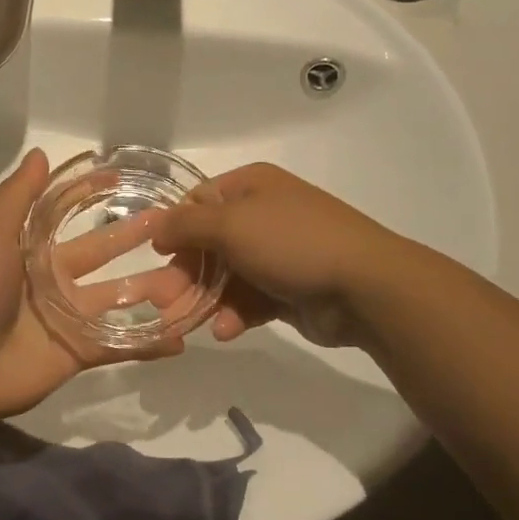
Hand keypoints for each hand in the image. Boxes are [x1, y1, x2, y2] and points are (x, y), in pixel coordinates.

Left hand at [0, 149, 192, 421]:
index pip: (70, 215)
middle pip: (103, 255)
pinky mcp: (76, 353)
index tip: (128, 180)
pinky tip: (182, 336)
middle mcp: (51, 280)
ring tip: (192, 280)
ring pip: (119, 300)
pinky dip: (149, 344)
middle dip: (135, 240)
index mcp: (29, 249)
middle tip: (177, 229)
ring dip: (153, 291)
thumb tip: (40, 153)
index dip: (94, 197)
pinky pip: (119, 345)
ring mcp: (66, 318)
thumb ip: (18, 196)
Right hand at [151, 162, 391, 347]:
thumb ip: (185, 225)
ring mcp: (277, 254)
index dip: (174, 229)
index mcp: (251, 187)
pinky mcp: (287, 290)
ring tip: (185, 325)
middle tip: (162, 302)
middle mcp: (262, 215)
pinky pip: (249, 300)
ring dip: (204, 301)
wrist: (364, 286)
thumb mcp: (230, 225)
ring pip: (225, 278)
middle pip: (208, 245)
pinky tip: (226, 332)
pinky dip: (234, 315)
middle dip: (184, 274)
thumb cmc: (291, 242)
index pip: (198, 203)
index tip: (155, 257)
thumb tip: (154, 226)